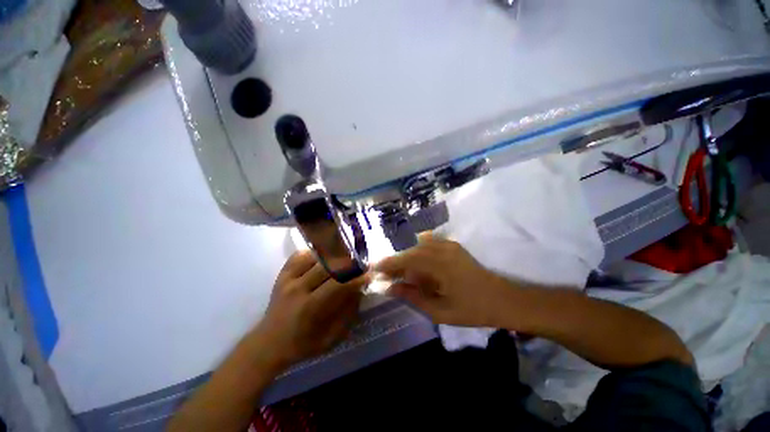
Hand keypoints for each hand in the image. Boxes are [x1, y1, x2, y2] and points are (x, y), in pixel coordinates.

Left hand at [253, 251, 367, 369]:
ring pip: (315, 257)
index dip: (355, 278)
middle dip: (347, 263)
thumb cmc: (303, 344)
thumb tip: (359, 290)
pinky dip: (313, 254)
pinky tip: (322, 258)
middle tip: (358, 264)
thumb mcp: (330, 338)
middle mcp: (298, 288)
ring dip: (332, 257)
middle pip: (327, 266)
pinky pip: (300, 255)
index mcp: (310, 307)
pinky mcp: (282, 275)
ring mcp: (288, 279)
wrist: (268, 343)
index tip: (368, 275)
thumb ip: (347, 314)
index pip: (338, 285)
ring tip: (343, 259)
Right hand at [375, 234, 507, 326]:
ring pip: (417, 244)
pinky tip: (414, 259)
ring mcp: (449, 245)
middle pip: (410, 250)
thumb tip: (390, 288)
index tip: (373, 269)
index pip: (406, 260)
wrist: (502, 299)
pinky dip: (417, 248)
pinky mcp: (453, 245)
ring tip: (397, 269)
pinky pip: (429, 241)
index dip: (388, 264)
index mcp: (440, 266)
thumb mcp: (440, 311)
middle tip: (383, 272)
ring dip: (405, 255)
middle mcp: (442, 250)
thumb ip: (413, 297)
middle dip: (394, 260)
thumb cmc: (472, 309)